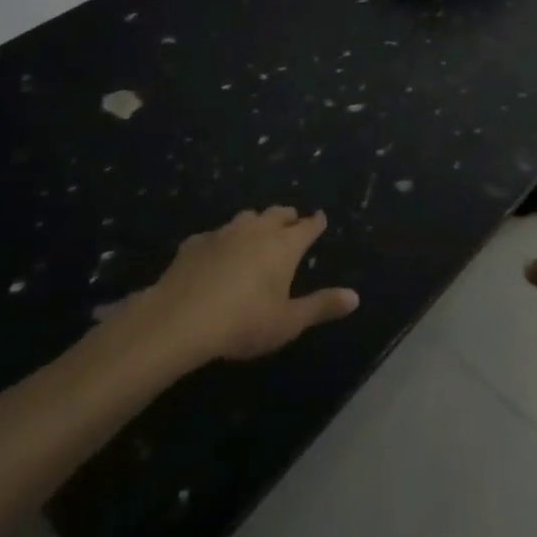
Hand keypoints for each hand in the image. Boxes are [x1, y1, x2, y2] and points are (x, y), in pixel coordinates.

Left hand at [112, 208, 359, 366]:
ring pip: (246, 218)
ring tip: (257, 231)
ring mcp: (225, 233)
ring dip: (256, 222)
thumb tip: (355, 296)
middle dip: (287, 217)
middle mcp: (257, 230)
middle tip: (292, 221)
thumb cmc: (243, 321)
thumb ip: (321, 306)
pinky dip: (222, 241)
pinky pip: (215, 235)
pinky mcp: (196, 243)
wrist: (181, 319)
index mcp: (284, 245)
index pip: (307, 227)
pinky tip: (215, 253)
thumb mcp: (288, 322)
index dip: (316, 223)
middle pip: (277, 214)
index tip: (321, 218)